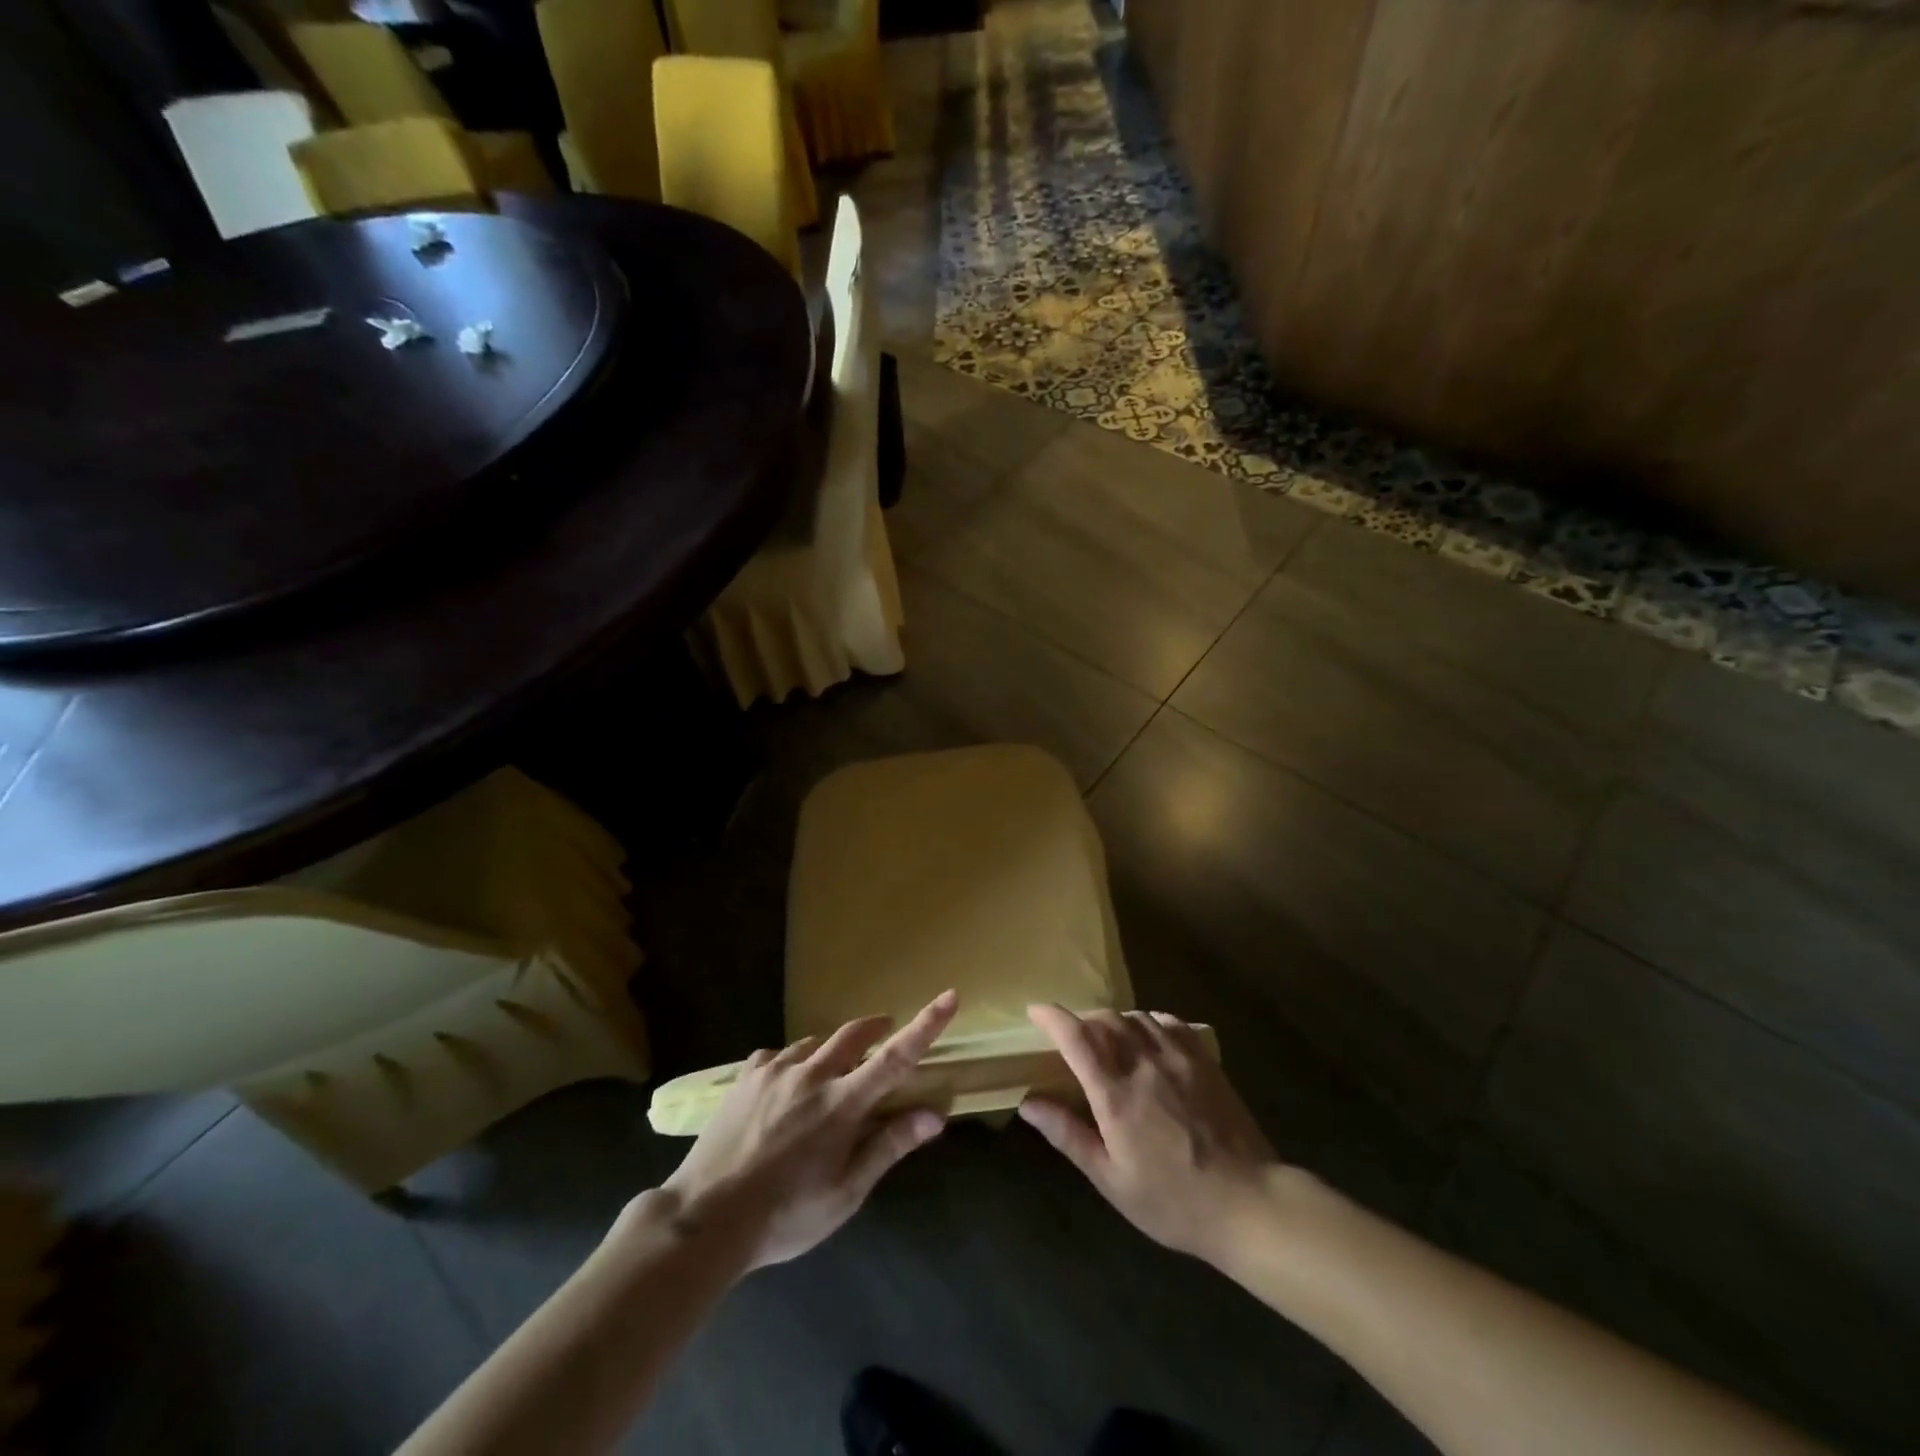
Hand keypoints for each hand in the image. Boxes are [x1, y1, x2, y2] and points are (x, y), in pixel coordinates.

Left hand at [659, 991, 958, 1270]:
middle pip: (854, 1034)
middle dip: (876, 1027)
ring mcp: (775, 1070)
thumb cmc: (785, 1216)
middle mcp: (812, 1075)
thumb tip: (935, 1115)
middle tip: (885, 1033)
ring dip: (833, 1049)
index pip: (895, 1057)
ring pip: (815, 1043)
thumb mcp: (845, 1194)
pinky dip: (794, 1061)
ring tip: (832, 1072)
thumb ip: (888, 1147)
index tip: (949, 997)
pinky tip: (788, 1083)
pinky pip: (779, 1055)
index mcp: (841, 1105)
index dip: (926, 1025)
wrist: (704, 1220)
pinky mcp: (747, 1076)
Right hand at [1019, 1004, 1280, 1264]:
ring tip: (1107, 1039)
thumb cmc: (1173, 1201)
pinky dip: (1147, 1021)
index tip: (1035, 1011)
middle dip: (1081, 1020)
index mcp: (1116, 1094)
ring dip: (1113, 1020)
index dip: (1051, 1017)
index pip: (1076, 1038)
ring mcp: (1178, 1057)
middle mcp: (1144, 1064)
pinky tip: (1146, 1037)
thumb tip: (1029, 1103)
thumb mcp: (1112, 1180)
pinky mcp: (1204, 1060)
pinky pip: (1168, 1022)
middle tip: (1071, 1038)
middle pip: (1104, 1019)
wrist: (1249, 1203)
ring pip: (1135, 1016)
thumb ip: (1069, 1135)